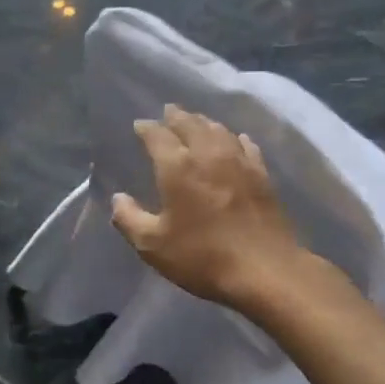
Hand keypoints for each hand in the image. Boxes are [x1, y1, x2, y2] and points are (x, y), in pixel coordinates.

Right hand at [110, 105, 312, 313]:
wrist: (266, 271)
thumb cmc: (202, 257)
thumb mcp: (152, 245)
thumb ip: (129, 219)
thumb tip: (118, 198)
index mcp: (177, 167)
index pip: (158, 136)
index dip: (146, 128)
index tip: (139, 125)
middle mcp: (208, 155)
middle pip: (191, 124)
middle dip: (176, 116)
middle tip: (168, 112)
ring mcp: (239, 163)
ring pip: (219, 131)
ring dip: (204, 122)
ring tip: (196, 121)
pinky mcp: (262, 176)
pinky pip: (246, 146)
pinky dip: (235, 138)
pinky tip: (236, 139)